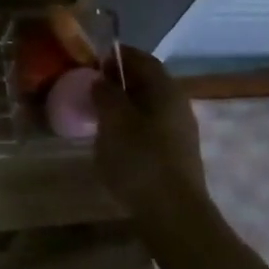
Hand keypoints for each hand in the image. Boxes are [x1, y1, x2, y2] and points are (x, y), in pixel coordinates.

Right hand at [92, 46, 213, 224]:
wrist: (172, 213)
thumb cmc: (140, 160)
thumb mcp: (114, 122)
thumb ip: (106, 94)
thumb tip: (102, 79)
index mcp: (165, 89)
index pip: (142, 59)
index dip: (117, 55)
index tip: (92, 59)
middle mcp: (177, 104)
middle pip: (147, 82)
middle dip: (119, 79)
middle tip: (89, 86)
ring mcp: (179, 131)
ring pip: (148, 106)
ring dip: (123, 103)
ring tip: (96, 112)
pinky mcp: (175, 153)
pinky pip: (149, 126)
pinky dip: (130, 124)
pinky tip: (112, 138)